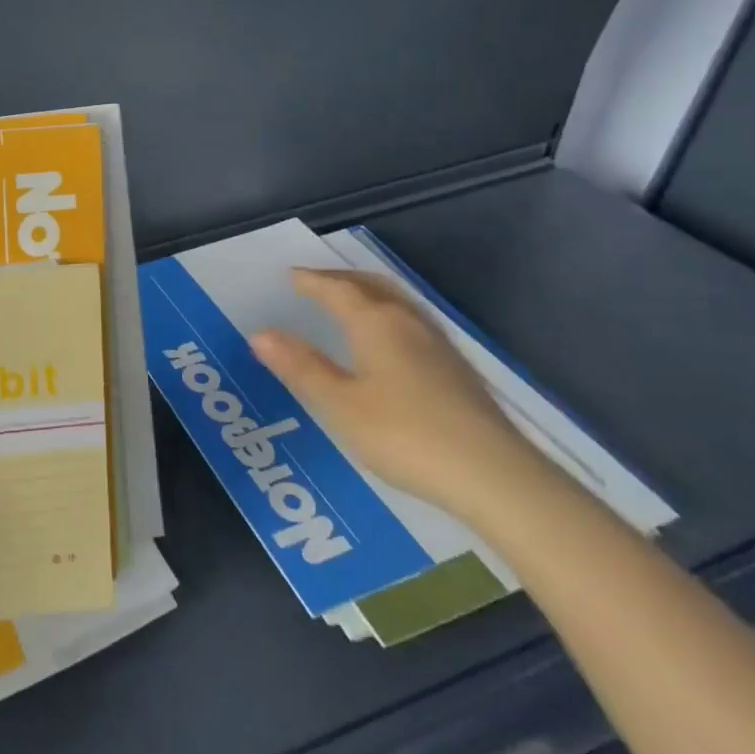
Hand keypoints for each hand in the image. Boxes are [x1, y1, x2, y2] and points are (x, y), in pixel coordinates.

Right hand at [250, 268, 548, 521]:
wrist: (495, 477)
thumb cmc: (405, 435)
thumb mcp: (340, 404)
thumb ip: (301, 367)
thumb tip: (260, 333)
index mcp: (376, 324)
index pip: (338, 290)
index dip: (311, 281)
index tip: (290, 276)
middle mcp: (409, 323)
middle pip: (372, 286)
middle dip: (341, 279)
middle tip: (316, 282)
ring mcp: (439, 346)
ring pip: (397, 303)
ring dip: (368, 294)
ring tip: (349, 303)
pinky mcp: (458, 371)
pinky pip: (413, 323)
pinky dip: (388, 316)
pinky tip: (389, 343)